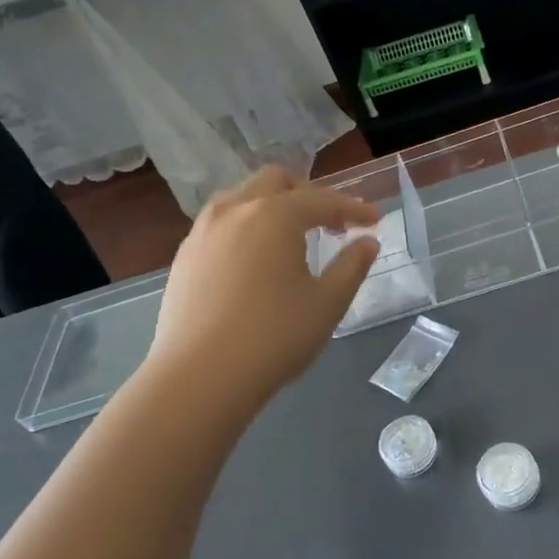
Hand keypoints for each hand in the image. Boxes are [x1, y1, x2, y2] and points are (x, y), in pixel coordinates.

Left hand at [149, 168, 379, 402]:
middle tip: (332, 223)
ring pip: (242, 198)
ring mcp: (203, 231)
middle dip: (308, 195)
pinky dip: (246, 227)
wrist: (199, 377)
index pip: (322, 200)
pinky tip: (255, 259)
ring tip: (291, 237)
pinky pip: (221, 223)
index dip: (353, 208)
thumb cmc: (274, 337)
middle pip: (276, 182)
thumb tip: (367, 242)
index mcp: (275, 215)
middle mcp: (235, 210)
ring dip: (272, 206)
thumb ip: (352, 266)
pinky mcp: (184, 255)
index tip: (374, 220)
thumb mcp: (327, 303)